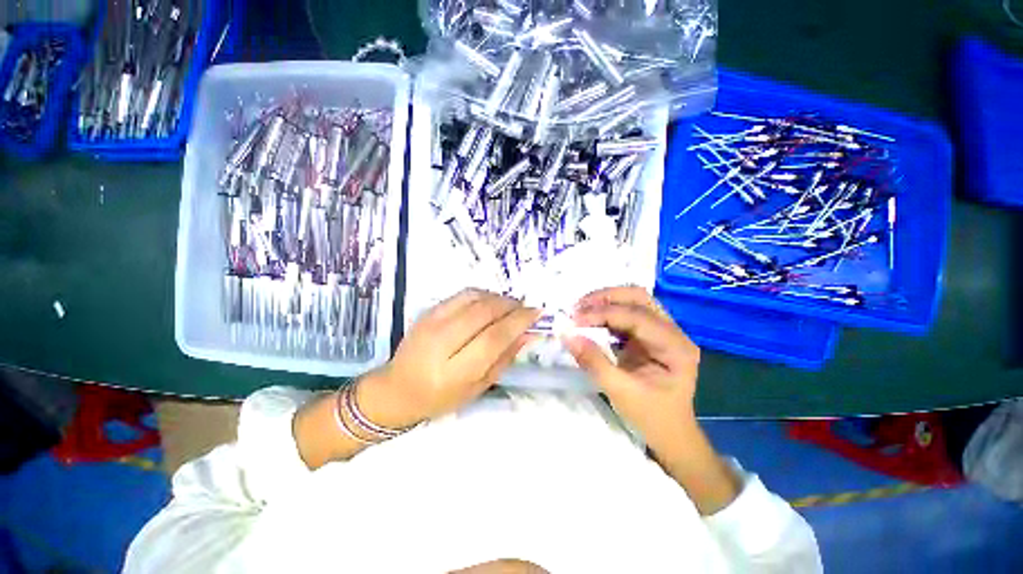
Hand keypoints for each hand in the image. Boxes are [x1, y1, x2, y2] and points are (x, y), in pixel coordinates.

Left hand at [359, 289, 539, 428]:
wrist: (397, 388)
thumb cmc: (440, 397)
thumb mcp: (478, 387)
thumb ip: (504, 358)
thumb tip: (529, 333)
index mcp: (455, 371)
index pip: (494, 338)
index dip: (519, 321)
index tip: (537, 312)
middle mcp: (441, 343)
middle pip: (485, 312)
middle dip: (511, 305)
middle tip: (526, 307)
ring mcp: (432, 323)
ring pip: (474, 298)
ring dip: (498, 298)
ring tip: (510, 305)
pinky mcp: (428, 311)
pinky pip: (462, 294)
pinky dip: (482, 294)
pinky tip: (491, 301)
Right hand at [565, 287, 738, 514]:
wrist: (670, 434)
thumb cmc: (651, 417)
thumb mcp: (620, 391)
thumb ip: (593, 361)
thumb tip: (567, 335)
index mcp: (675, 347)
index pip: (637, 317)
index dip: (604, 313)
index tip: (575, 319)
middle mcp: (673, 332)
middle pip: (639, 298)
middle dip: (606, 298)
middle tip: (578, 307)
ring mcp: (663, 331)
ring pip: (633, 301)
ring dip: (605, 301)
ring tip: (580, 310)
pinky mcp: (649, 335)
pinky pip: (627, 313)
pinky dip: (606, 313)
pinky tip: (590, 319)